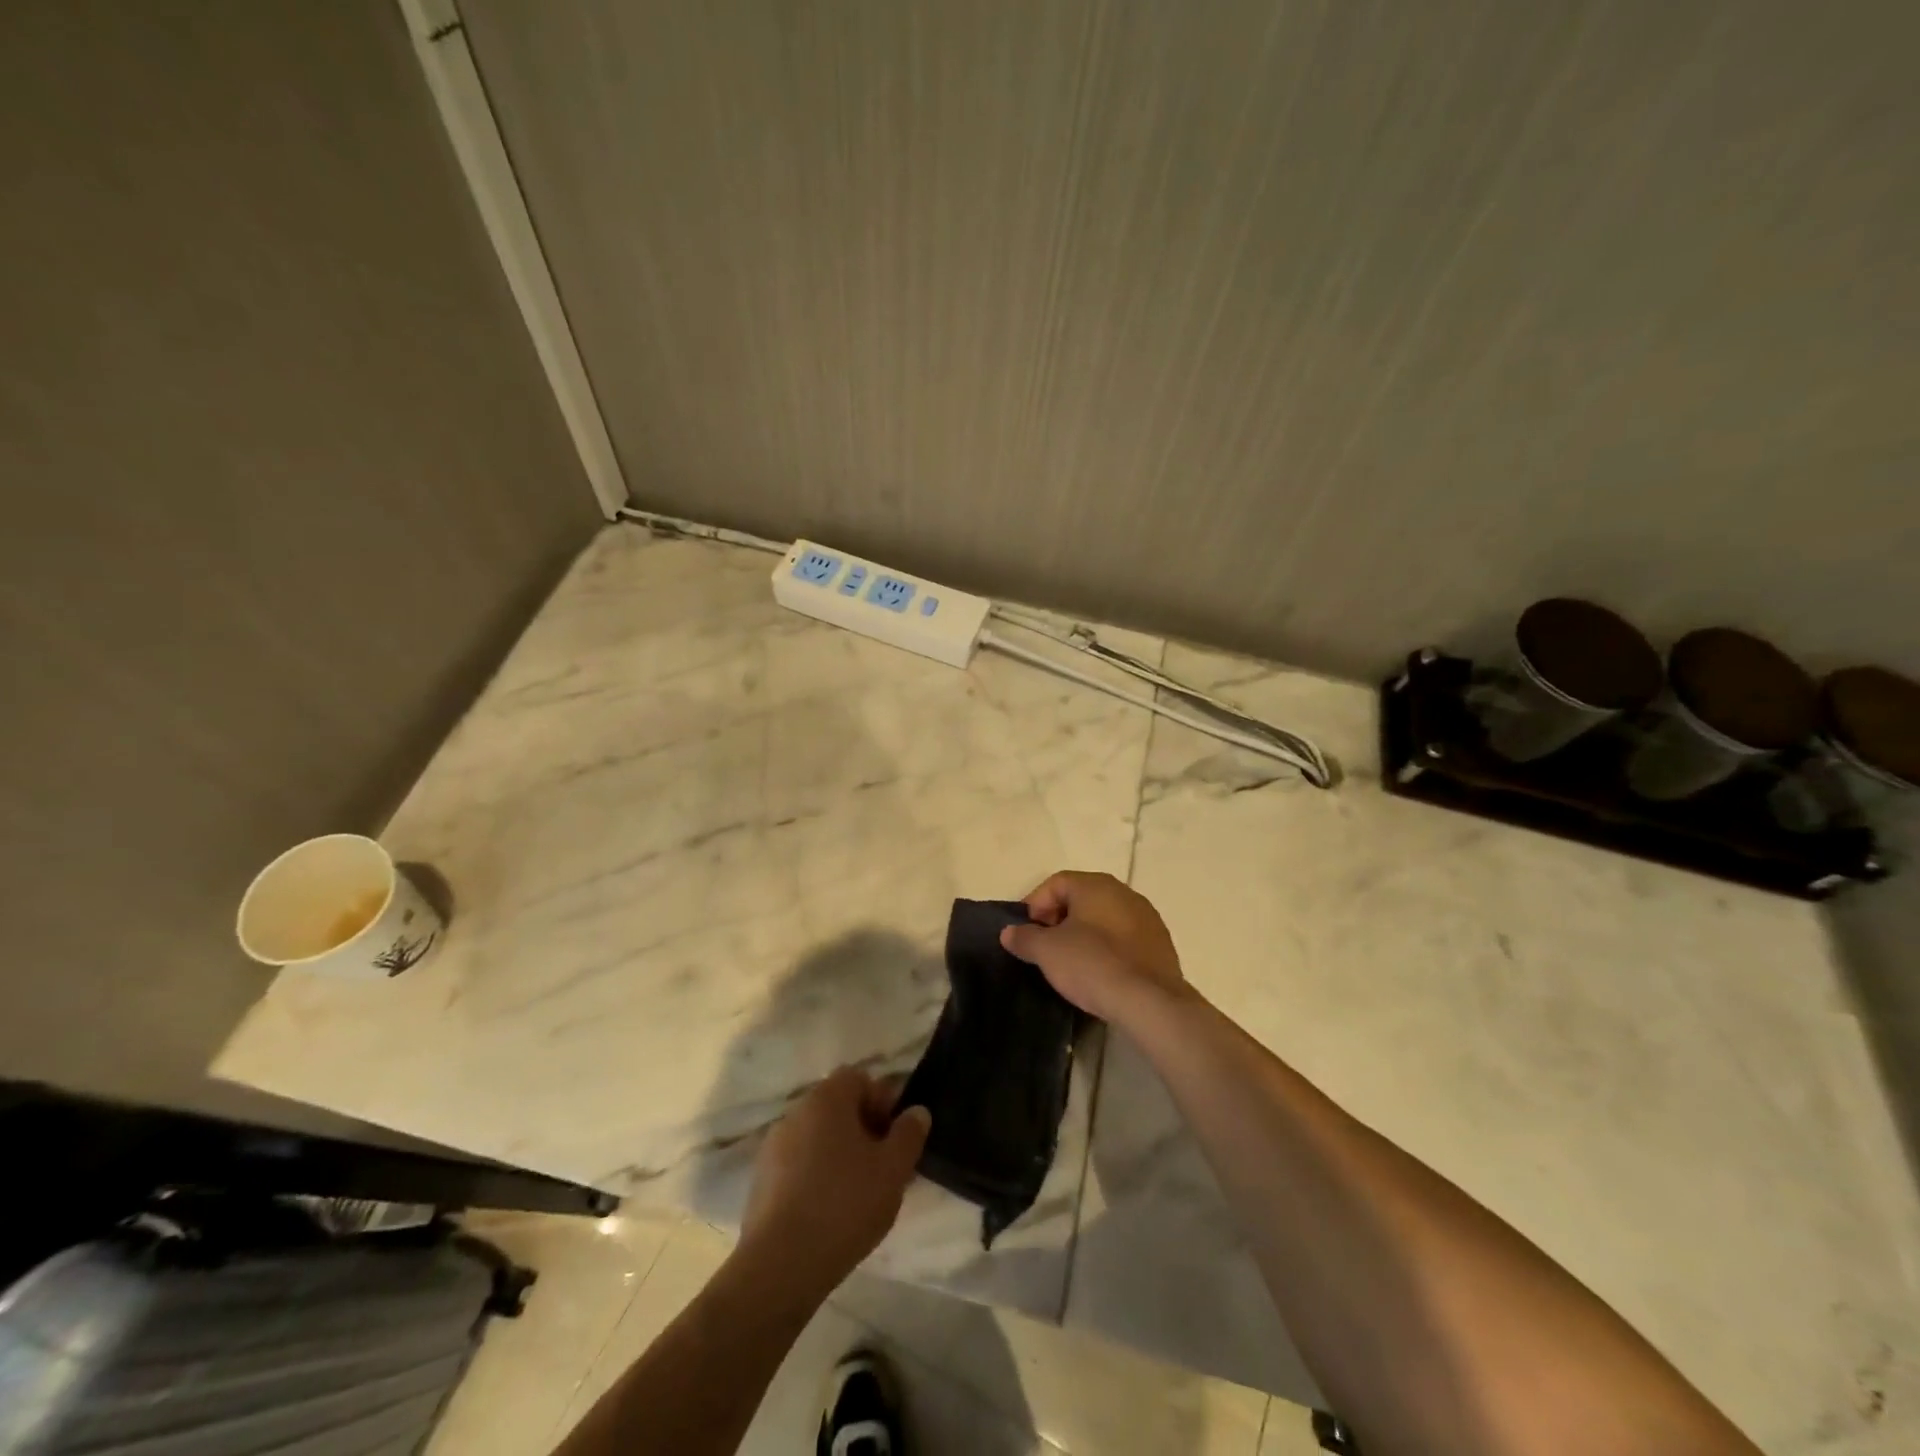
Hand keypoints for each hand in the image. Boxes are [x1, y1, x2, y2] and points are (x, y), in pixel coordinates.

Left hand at [739, 1067, 930, 1291]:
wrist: (780, 1265)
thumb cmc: (845, 1205)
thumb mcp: (893, 1170)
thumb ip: (909, 1134)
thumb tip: (916, 1112)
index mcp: (827, 1098)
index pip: (860, 1079)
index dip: (883, 1103)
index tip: (895, 1139)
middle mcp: (797, 1111)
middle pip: (838, 1108)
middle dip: (863, 1130)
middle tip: (883, 1168)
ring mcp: (774, 1146)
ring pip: (818, 1138)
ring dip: (839, 1155)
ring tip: (858, 1195)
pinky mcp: (761, 1180)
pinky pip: (798, 1165)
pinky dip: (815, 1177)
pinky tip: (828, 1213)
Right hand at [1000, 870, 1192, 1025]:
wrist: (1149, 1002)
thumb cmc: (1092, 965)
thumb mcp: (1047, 951)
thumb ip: (1024, 937)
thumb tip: (1009, 932)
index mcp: (1096, 885)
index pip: (1056, 882)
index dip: (1035, 904)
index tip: (1026, 932)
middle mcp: (1124, 893)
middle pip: (1081, 897)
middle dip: (1058, 918)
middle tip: (1045, 946)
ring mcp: (1147, 918)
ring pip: (1104, 918)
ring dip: (1084, 933)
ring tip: (1071, 961)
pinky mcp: (1160, 944)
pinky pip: (1124, 938)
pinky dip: (1107, 948)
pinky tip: (1100, 972)